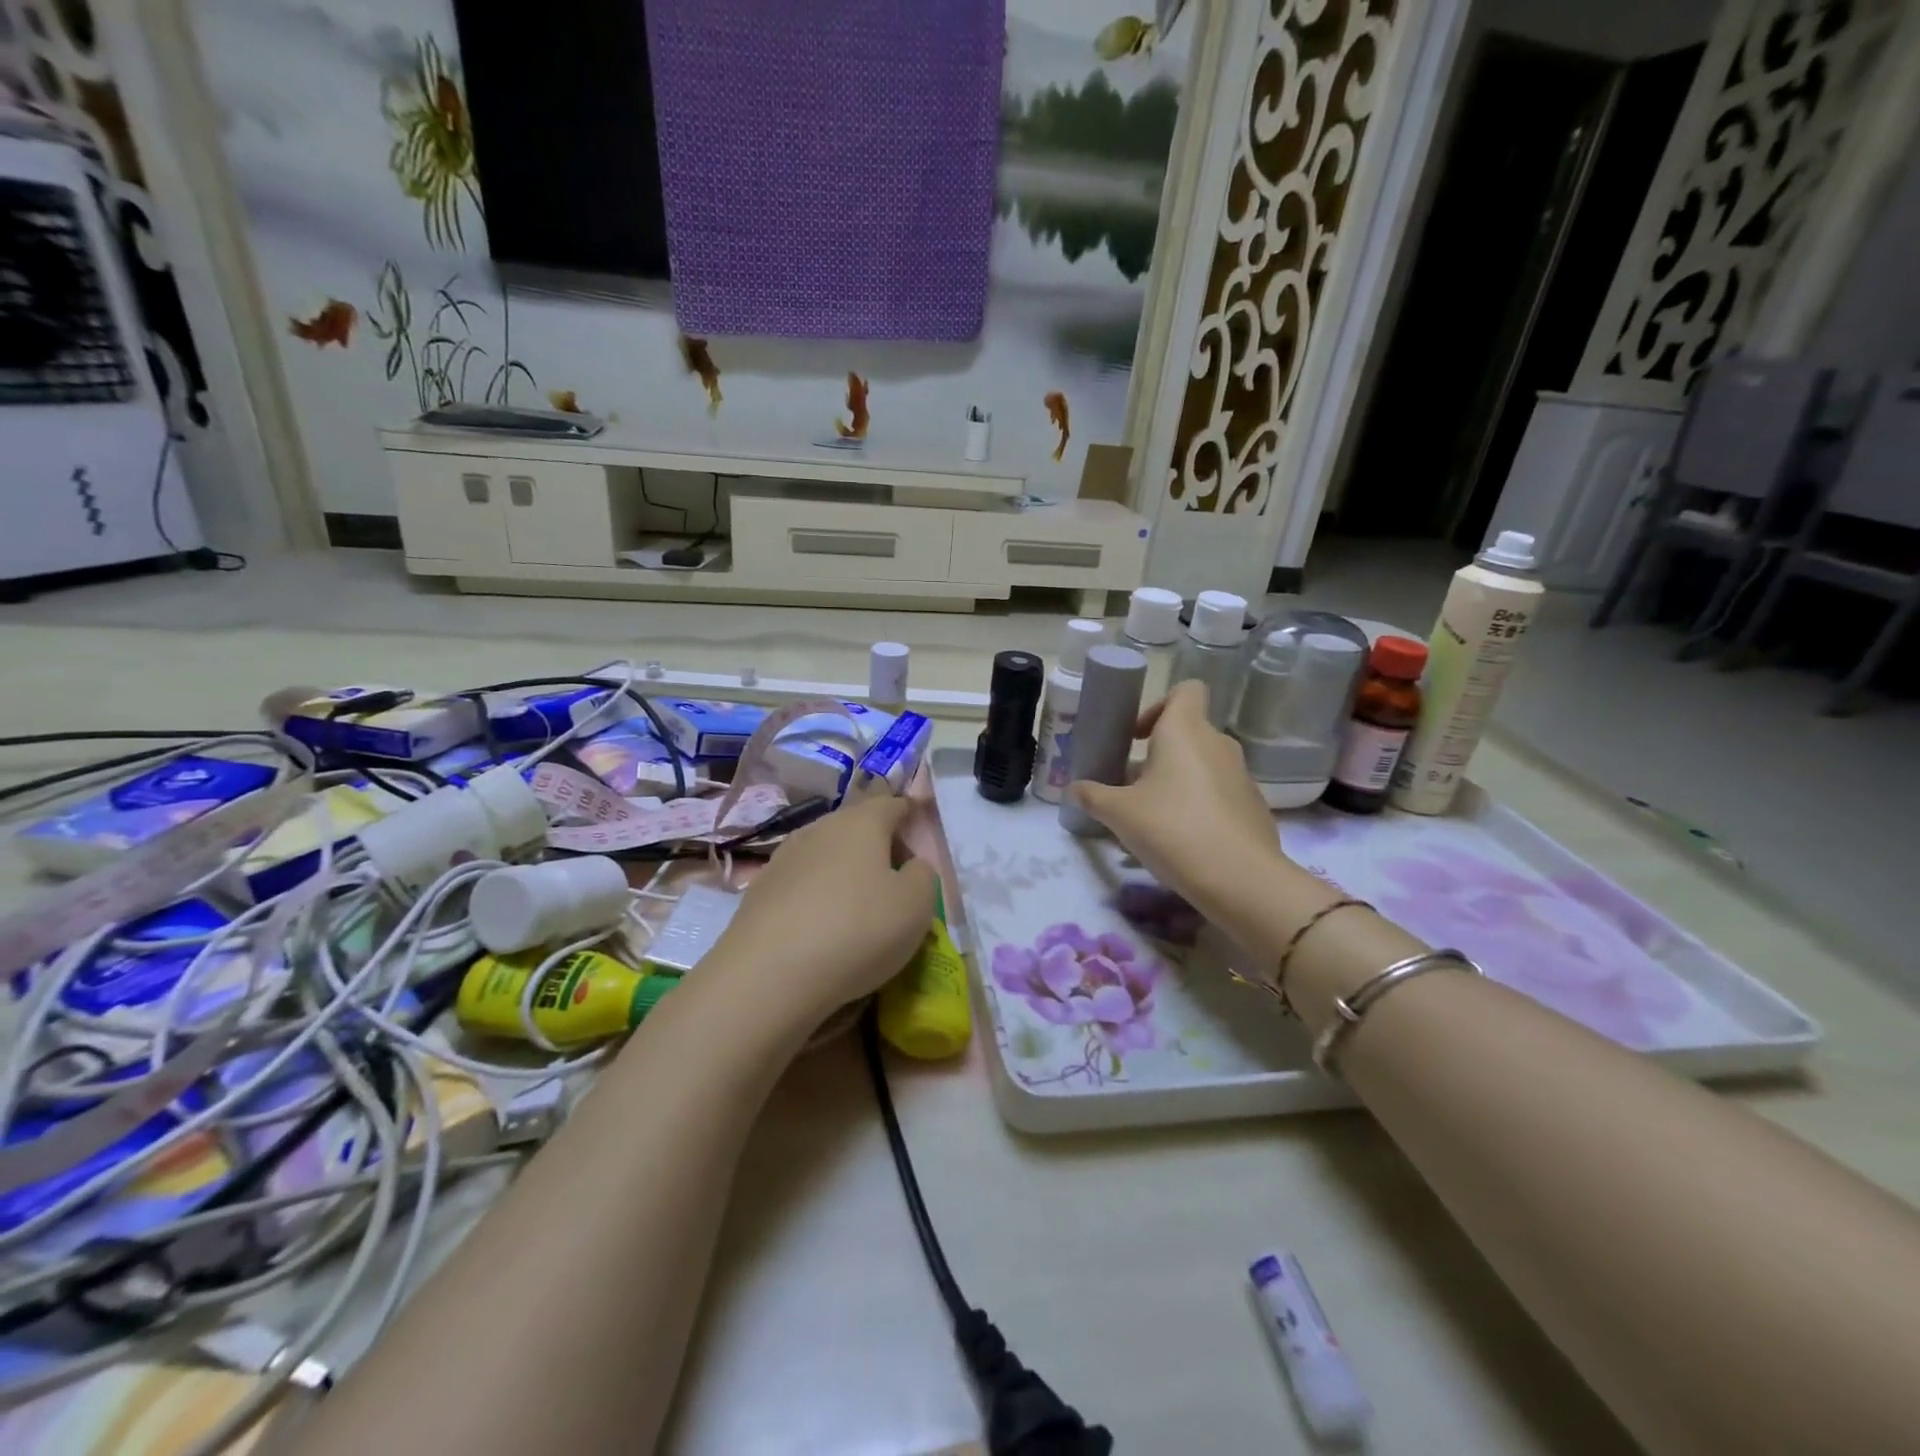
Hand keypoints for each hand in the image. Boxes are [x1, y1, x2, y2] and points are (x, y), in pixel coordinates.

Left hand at [707, 795, 937, 1025]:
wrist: (769, 975)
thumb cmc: (858, 930)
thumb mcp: (916, 905)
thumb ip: (923, 875)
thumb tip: (911, 866)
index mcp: (861, 822)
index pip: (891, 804)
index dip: (909, 814)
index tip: (919, 831)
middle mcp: (820, 828)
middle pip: (856, 826)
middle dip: (877, 845)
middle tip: (895, 878)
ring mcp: (784, 857)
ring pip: (825, 853)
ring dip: (844, 871)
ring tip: (858, 905)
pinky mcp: (759, 891)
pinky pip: (801, 883)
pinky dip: (816, 895)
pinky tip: (821, 925)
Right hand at [1068, 680, 1286, 932]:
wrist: (1240, 879)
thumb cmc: (1172, 829)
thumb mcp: (1119, 814)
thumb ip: (1093, 796)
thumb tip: (1074, 789)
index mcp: (1185, 731)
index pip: (1186, 690)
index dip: (1158, 705)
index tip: (1136, 737)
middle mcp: (1217, 743)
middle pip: (1188, 732)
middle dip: (1157, 753)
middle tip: (1131, 785)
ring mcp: (1241, 775)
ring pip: (1202, 764)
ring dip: (1176, 780)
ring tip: (1152, 817)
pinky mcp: (1253, 806)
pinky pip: (1219, 793)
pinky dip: (1200, 805)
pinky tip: (1183, 840)